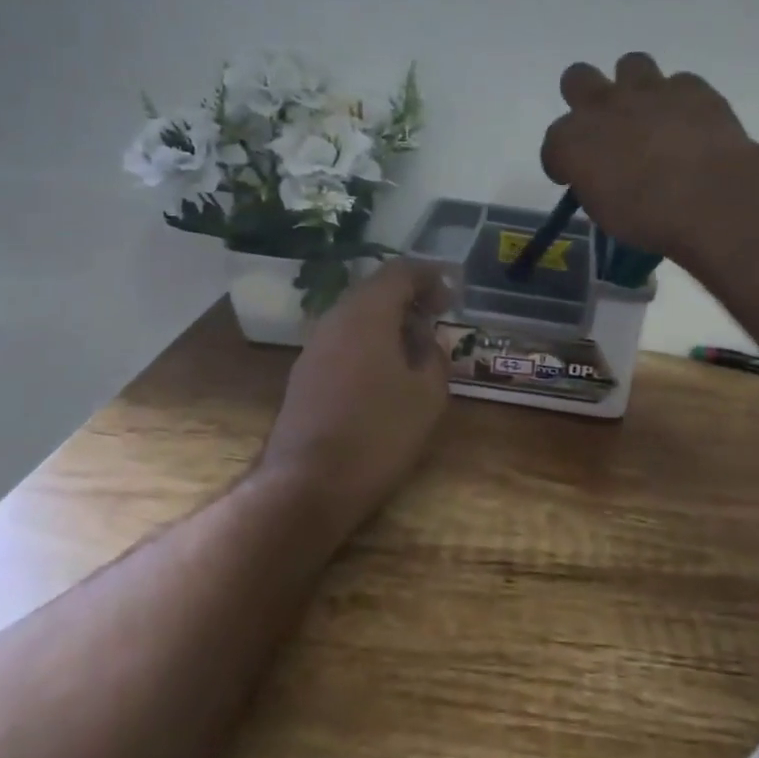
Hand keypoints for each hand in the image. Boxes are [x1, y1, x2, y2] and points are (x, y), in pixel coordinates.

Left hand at [260, 258, 451, 522]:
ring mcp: (314, 348)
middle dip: (410, 298)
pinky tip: (387, 371)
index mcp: (366, 314)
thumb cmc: (378, 434)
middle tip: (439, 316)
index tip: (453, 295)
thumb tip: (429, 339)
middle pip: (375, 290)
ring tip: (417, 345)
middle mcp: (334, 320)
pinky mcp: (304, 375)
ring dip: (389, 321)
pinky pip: (344, 341)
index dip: (430, 276)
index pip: (400, 272)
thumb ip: (434, 356)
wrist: (307, 485)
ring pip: (357, 317)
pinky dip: (370, 342)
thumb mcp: (427, 396)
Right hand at [540, 52, 756, 255]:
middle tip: (605, 127)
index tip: (574, 178)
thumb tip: (603, 179)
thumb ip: (596, 185)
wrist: (712, 198)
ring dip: (635, 87)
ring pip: (630, 64)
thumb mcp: (606, 214)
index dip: (562, 163)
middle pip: (576, 78)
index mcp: (572, 142)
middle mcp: (602, 106)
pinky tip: (690, 123)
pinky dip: (681, 102)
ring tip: (650, 114)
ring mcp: (647, 90)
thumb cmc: (650, 219)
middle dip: (585, 98)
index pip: (552, 146)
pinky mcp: (690, 88)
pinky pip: (680, 84)